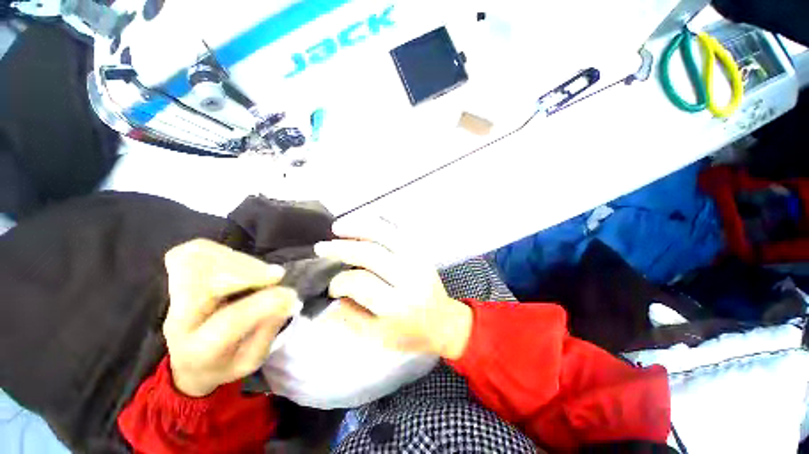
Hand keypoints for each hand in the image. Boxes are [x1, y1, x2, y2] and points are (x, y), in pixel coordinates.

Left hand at [162, 239, 300, 396]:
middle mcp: (178, 319)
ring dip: (240, 261)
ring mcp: (174, 293)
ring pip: (199, 260)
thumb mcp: (251, 360)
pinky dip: (225, 252)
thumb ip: (268, 329)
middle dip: (247, 273)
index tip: (291, 294)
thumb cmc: (224, 363)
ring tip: (263, 272)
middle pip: (203, 281)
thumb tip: (288, 297)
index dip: (264, 302)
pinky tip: (243, 264)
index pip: (229, 321)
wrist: (188, 360)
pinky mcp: (177, 275)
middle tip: (276, 276)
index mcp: (199, 350)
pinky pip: (197, 250)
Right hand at [314, 219, 472, 359]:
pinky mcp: (422, 252)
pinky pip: (399, 231)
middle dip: (342, 248)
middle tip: (322, 247)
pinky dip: (379, 224)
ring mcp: (417, 260)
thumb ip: (349, 318)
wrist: (444, 322)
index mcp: (397, 304)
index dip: (339, 281)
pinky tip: (364, 223)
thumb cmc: (410, 334)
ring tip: (338, 228)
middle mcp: (408, 277)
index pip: (360, 283)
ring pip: (385, 235)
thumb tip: (324, 300)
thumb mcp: (377, 337)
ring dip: (359, 228)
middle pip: (371, 254)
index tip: (330, 285)